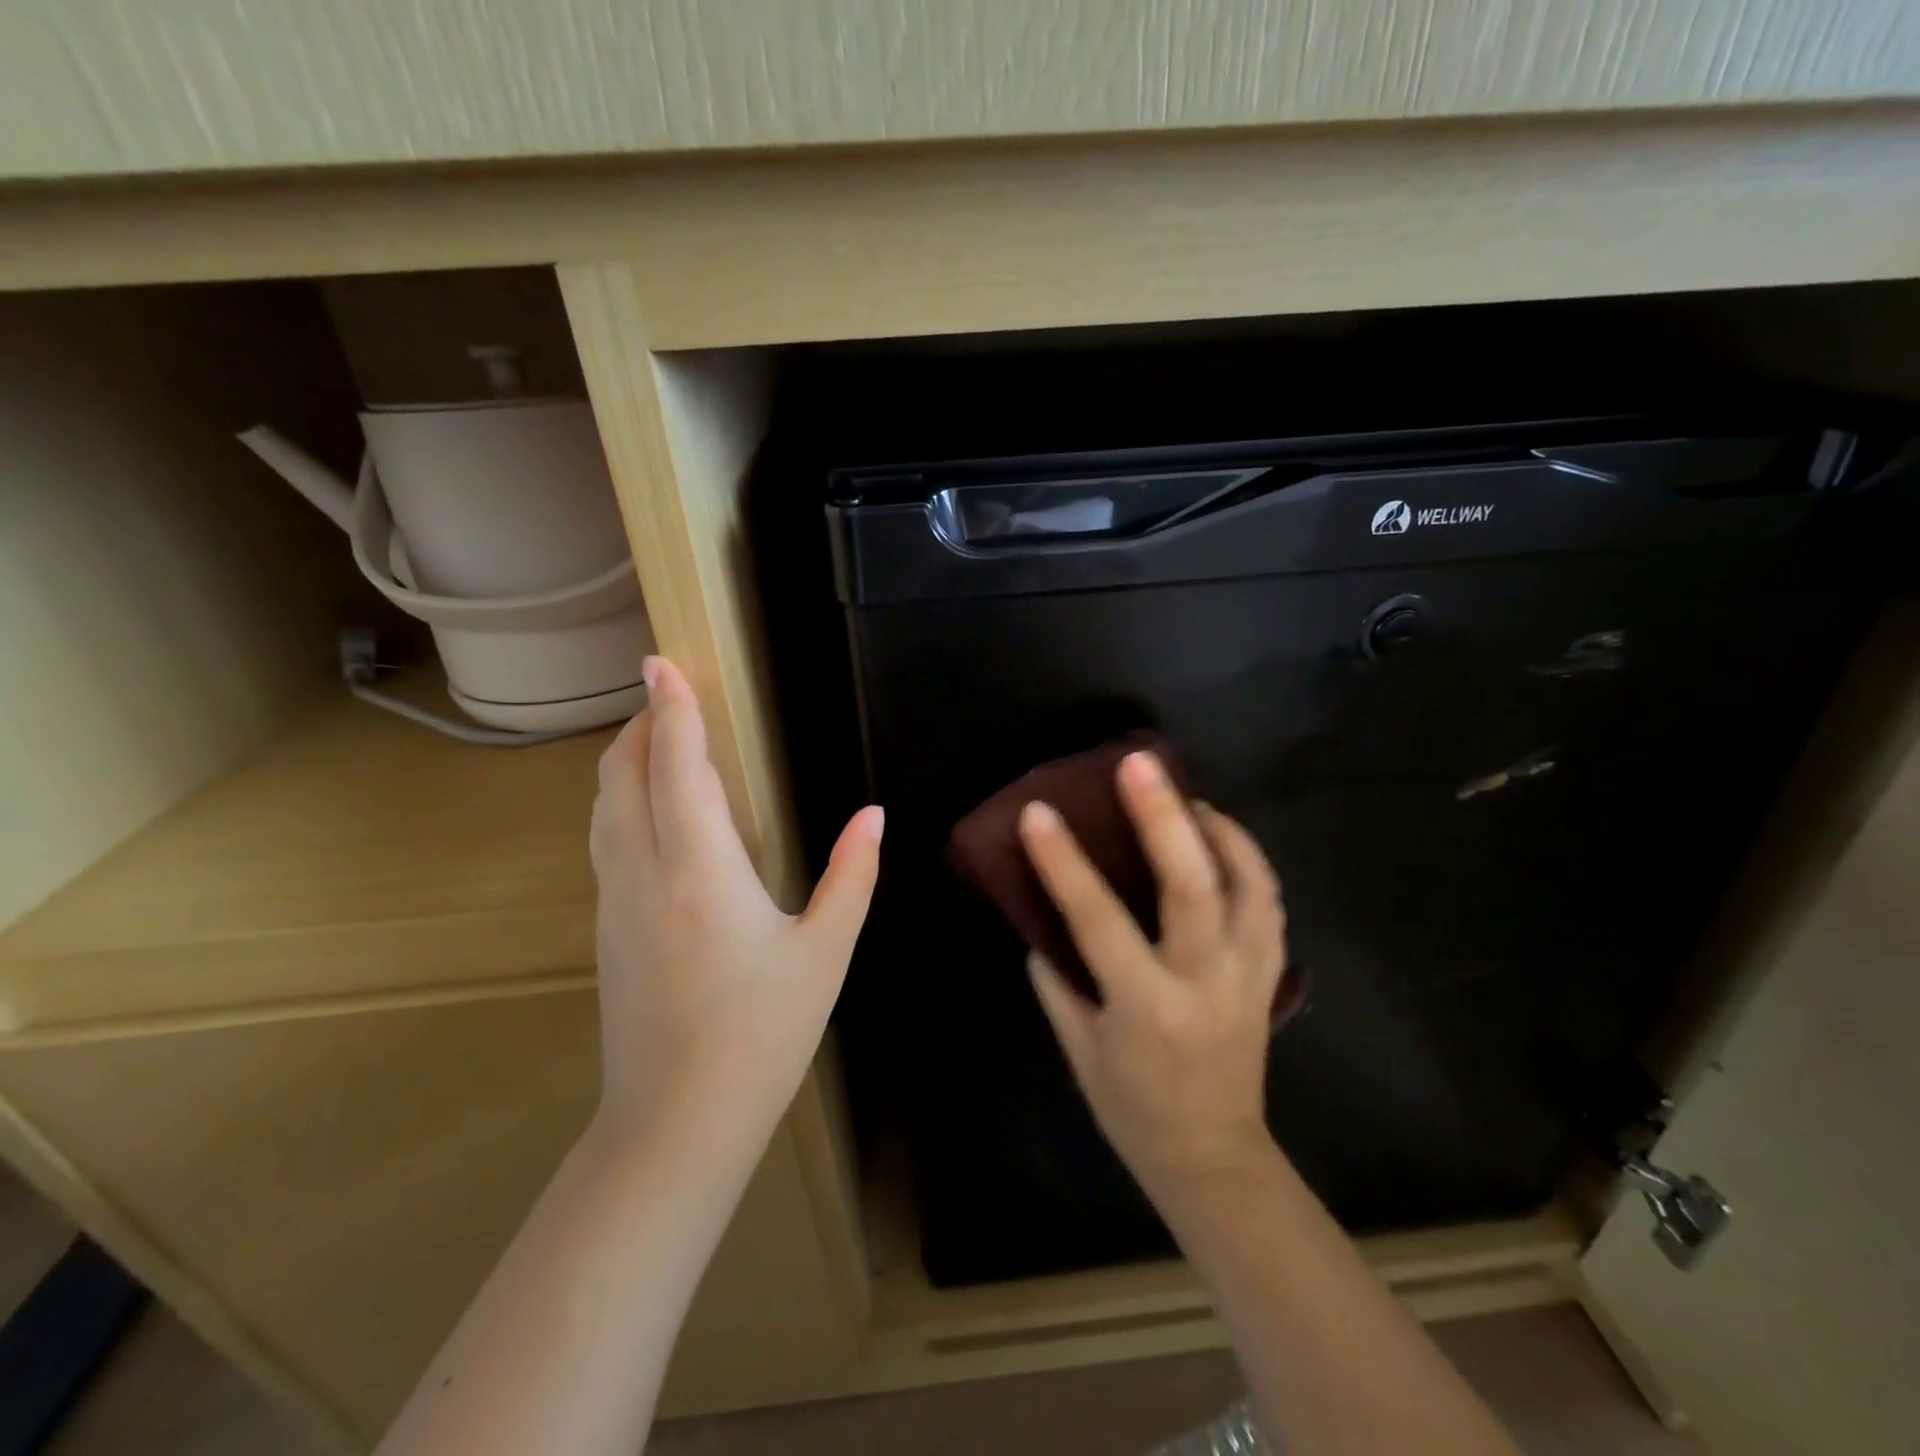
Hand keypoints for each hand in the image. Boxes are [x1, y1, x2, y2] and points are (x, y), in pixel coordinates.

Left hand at [588, 656, 882, 1170]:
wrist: (674, 1123)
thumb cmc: (761, 1035)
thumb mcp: (825, 953)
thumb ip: (852, 875)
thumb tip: (873, 815)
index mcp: (701, 872)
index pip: (677, 768)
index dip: (671, 710)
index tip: (661, 662)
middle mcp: (644, 874)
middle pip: (624, 776)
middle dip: (644, 725)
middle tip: (670, 693)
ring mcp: (614, 902)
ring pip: (605, 807)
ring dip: (628, 761)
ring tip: (658, 737)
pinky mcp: (606, 928)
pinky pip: (606, 840)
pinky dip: (623, 801)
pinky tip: (650, 809)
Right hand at [1019, 750, 1284, 1199]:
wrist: (1213, 1157)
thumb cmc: (1133, 1108)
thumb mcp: (1079, 1049)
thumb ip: (1057, 980)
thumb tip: (1042, 921)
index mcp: (1147, 1007)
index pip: (1099, 921)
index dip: (1065, 863)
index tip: (1038, 813)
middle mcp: (1206, 983)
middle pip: (1193, 886)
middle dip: (1164, 817)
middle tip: (1139, 765)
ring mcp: (1250, 975)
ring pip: (1248, 883)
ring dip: (1218, 829)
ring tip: (1184, 794)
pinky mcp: (1271, 972)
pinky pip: (1268, 899)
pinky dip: (1247, 857)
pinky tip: (1219, 835)